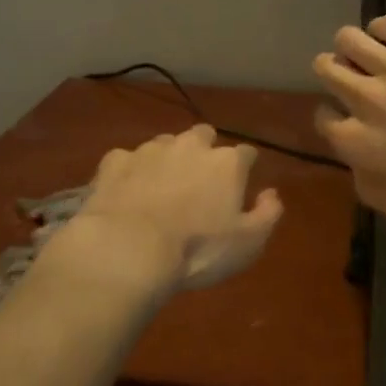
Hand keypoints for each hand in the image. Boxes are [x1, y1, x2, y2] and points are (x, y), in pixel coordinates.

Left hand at [71, 124, 283, 292]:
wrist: (128, 250)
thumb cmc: (198, 250)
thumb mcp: (248, 243)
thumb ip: (267, 214)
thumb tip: (271, 194)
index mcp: (227, 163)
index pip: (246, 153)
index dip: (246, 166)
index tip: (242, 180)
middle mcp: (190, 146)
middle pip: (203, 135)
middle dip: (205, 150)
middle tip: (200, 179)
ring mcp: (149, 150)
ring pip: (164, 143)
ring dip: (168, 159)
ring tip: (161, 187)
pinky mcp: (115, 162)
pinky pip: (127, 159)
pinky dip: (131, 171)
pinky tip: (127, 191)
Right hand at [313, 17, 385, 229]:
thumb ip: (364, 182)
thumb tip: (355, 160)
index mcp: (356, 142)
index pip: (323, 117)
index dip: (334, 116)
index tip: (348, 118)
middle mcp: (365, 99)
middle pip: (326, 67)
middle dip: (335, 75)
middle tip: (355, 82)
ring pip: (347, 39)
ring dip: (352, 49)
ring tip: (370, 58)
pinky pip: (385, 24)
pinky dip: (382, 32)